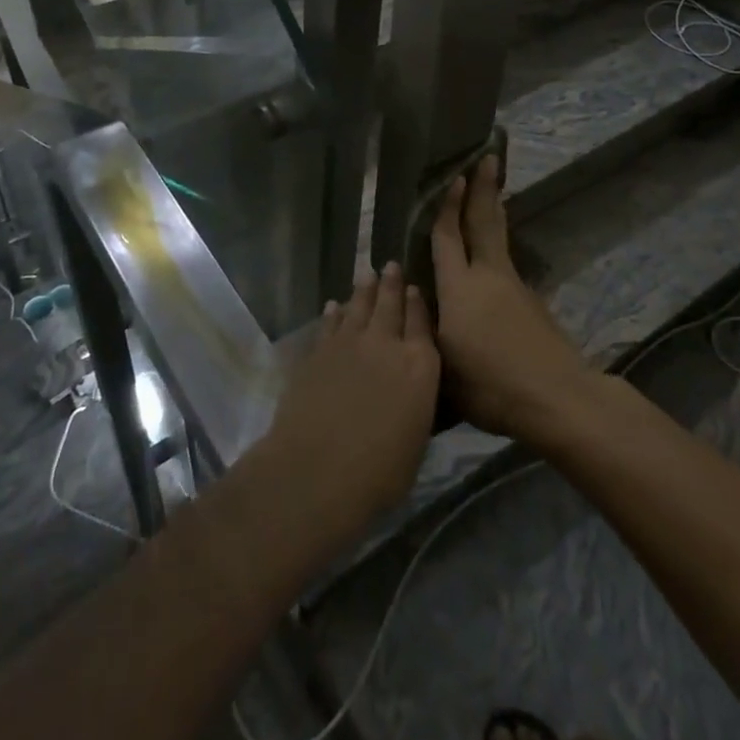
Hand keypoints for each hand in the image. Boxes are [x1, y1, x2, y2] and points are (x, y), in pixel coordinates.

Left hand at [259, 263, 439, 544]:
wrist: (317, 470)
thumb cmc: (379, 472)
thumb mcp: (415, 441)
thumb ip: (415, 405)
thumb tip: (410, 392)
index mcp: (420, 366)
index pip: (422, 324)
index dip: (418, 304)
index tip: (415, 287)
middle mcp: (387, 344)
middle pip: (391, 305)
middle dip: (392, 284)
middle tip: (391, 266)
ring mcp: (349, 344)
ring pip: (359, 306)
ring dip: (364, 290)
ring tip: (367, 274)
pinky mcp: (318, 352)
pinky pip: (330, 324)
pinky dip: (334, 313)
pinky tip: (334, 306)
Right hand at [432, 156, 593, 443]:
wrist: (557, 397)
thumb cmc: (491, 386)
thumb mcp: (443, 367)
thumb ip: (426, 331)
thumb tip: (417, 304)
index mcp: (460, 288)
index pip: (449, 238)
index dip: (448, 207)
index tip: (454, 177)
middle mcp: (488, 276)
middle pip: (484, 222)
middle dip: (484, 189)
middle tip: (489, 157)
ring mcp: (514, 287)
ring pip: (499, 239)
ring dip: (494, 212)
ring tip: (492, 194)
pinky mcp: (531, 303)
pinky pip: (506, 263)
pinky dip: (498, 246)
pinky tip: (493, 258)